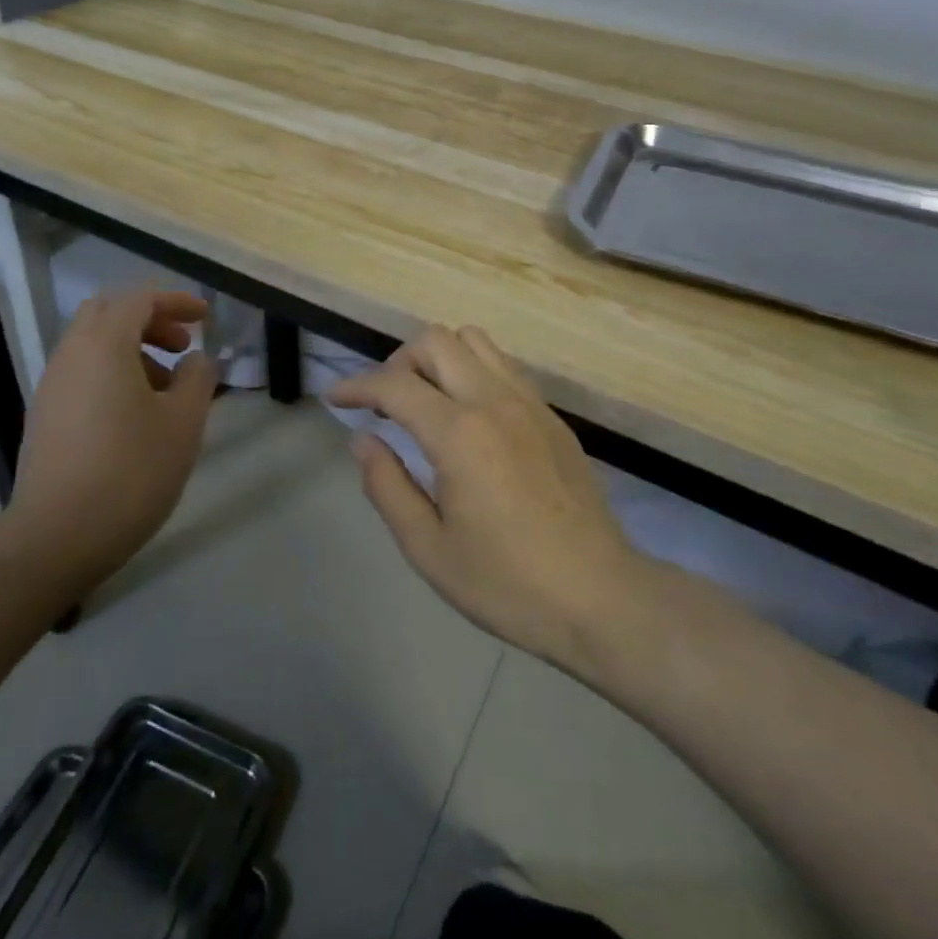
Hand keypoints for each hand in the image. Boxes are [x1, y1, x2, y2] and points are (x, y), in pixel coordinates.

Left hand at [8, 289, 218, 588]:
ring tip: (167, 389)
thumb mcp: (182, 423)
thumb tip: (197, 360)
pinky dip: (113, 374)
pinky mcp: (45, 417)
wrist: (57, 536)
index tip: (205, 318)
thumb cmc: (131, 471)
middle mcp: (71, 355)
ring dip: (132, 350)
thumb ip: (197, 379)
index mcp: (103, 345)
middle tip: (182, 345)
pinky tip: (136, 416)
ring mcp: (52, 387)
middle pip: (108, 313)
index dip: (176, 301)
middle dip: (150, 320)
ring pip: (93, 345)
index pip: (139, 299)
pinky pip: (82, 374)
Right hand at [329, 326, 639, 663]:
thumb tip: (364, 440)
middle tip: (385, 405)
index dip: (356, 386)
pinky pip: (503, 366)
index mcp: (460, 435)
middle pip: (435, 341)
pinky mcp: (552, 416)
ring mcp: (529, 403)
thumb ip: (387, 487)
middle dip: (398, 363)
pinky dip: (472, 371)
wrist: (601, 598)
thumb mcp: (429, 549)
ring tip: (426, 402)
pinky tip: (469, 416)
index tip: (336, 399)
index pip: (394, 385)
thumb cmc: (508, 584)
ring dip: (438, 359)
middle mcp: (494, 402)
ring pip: (474, 341)